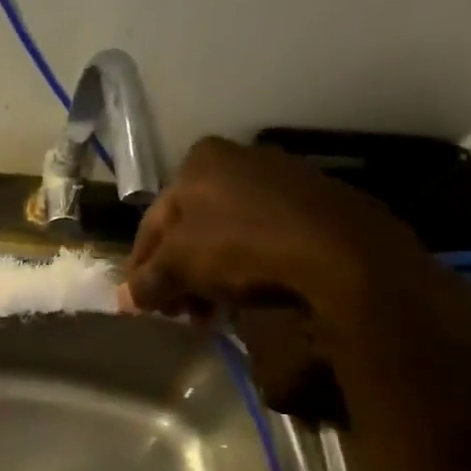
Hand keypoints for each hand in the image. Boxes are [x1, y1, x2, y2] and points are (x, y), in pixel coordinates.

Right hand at [120, 138, 470, 357]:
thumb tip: (124, 301)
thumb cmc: (242, 246)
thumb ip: (147, 282)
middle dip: (181, 271)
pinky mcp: (322, 204)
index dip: (142, 265)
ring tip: (213, 311)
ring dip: (214, 274)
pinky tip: (250, 296)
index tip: (142, 299)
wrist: (346, 254)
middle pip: (193, 227)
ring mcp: (285, 178)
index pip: (153, 221)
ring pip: (230, 234)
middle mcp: (240, 158)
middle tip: (179, 310)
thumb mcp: (179, 267)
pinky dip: (252, 266)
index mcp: (199, 161)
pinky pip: (268, 238)